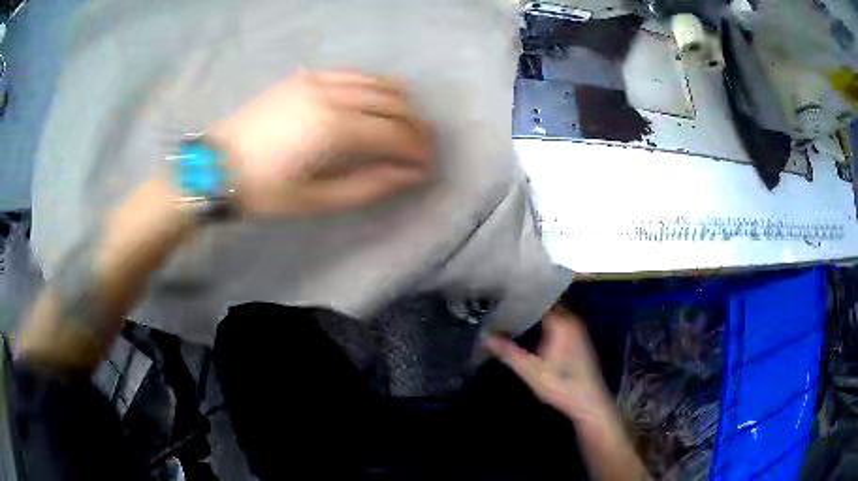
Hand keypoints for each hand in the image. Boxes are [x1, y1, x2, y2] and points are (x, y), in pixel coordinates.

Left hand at [210, 70, 434, 216]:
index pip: (396, 134)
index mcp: (334, 130)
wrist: (215, 165)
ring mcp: (318, 80)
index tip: (429, 166)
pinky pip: (354, 75)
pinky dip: (375, 87)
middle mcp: (332, 95)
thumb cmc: (263, 191)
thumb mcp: (316, 201)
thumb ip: (368, 185)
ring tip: (407, 125)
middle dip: (417, 126)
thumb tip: (409, 174)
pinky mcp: (306, 76)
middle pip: (394, 104)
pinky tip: (378, 102)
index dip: (419, 150)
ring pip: (378, 83)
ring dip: (401, 103)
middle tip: (424, 148)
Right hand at [485, 307, 612, 424]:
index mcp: (561, 322)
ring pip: (553, 310)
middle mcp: (571, 319)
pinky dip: (546, 319)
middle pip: (545, 303)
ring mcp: (577, 327)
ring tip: (512, 312)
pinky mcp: (579, 337)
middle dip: (526, 303)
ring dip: (536, 311)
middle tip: (502, 304)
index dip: (519, 297)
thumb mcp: (530, 371)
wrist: (588, 401)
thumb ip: (508, 352)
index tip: (501, 296)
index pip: (538, 299)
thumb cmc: (561, 385)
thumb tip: (486, 337)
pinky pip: (560, 319)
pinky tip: (532, 327)